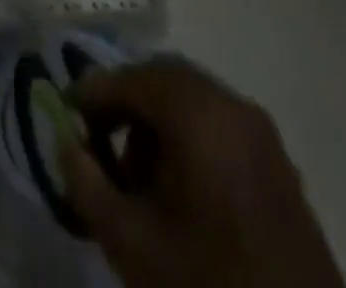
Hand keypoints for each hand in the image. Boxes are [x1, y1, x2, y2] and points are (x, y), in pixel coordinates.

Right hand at [60, 58, 344, 287]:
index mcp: (198, 112)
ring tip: (139, 179)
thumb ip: (86, 183)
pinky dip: (189, 138)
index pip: (130, 78)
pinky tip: (178, 191)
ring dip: (156, 122)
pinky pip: (220, 125)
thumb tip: (65, 142)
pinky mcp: (280, 165)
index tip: (68, 119)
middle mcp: (233, 106)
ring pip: (192, 100)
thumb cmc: (206, 282)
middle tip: (100, 145)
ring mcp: (263, 135)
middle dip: (126, 106)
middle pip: (163, 80)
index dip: (93, 94)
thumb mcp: (130, 242)